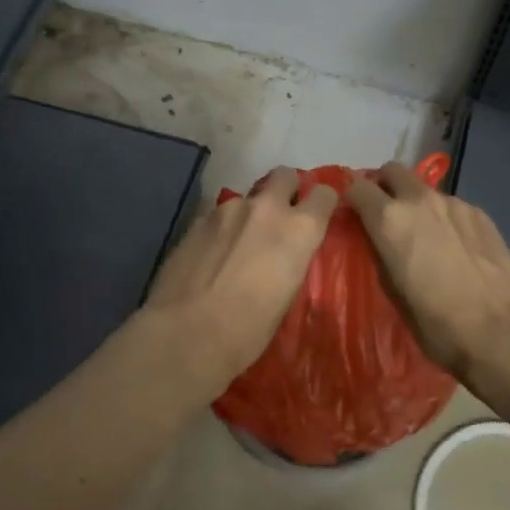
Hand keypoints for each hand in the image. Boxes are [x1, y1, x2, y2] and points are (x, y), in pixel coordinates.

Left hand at [142, 166, 338, 390]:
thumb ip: (291, 259)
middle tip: (279, 218)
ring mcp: (228, 209)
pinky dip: (221, 228)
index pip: (324, 194)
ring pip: (247, 197)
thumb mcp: (287, 295)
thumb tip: (284, 254)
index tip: (316, 216)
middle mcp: (266, 208)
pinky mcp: (197, 219)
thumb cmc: (248, 330)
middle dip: (286, 190)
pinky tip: (211, 255)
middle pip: (284, 175)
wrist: (186, 334)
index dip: (321, 203)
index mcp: (299, 229)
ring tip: (238, 245)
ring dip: (249, 214)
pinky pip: (218, 215)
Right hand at [346, 161, 509, 384]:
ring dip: (417, 204)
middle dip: (384, 186)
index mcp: (389, 219)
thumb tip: (375, 238)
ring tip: (426, 237)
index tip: (353, 214)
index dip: (351, 198)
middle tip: (386, 214)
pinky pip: (452, 206)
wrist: (500, 332)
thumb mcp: (391, 291)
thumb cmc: (436, 322)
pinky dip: (445, 219)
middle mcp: (420, 199)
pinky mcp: (480, 213)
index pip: (356, 186)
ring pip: (425, 189)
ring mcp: (454, 203)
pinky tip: (456, 248)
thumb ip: (378, 252)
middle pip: (393, 171)